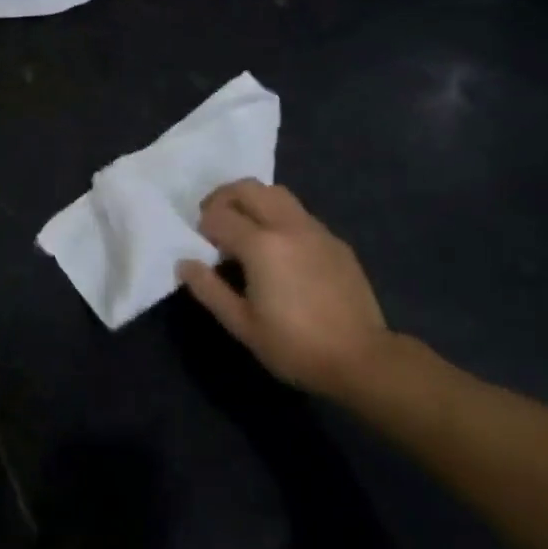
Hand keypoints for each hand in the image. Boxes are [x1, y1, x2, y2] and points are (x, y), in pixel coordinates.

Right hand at [178, 180, 398, 403]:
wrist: (362, 360)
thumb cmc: (295, 346)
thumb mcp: (242, 325)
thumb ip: (209, 289)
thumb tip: (185, 262)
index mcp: (261, 245)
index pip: (219, 216)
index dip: (204, 226)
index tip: (202, 246)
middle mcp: (287, 226)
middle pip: (248, 188)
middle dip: (224, 197)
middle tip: (215, 221)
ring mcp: (315, 230)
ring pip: (277, 193)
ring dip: (253, 201)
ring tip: (245, 228)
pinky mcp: (335, 241)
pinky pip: (299, 214)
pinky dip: (278, 217)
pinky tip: (280, 249)